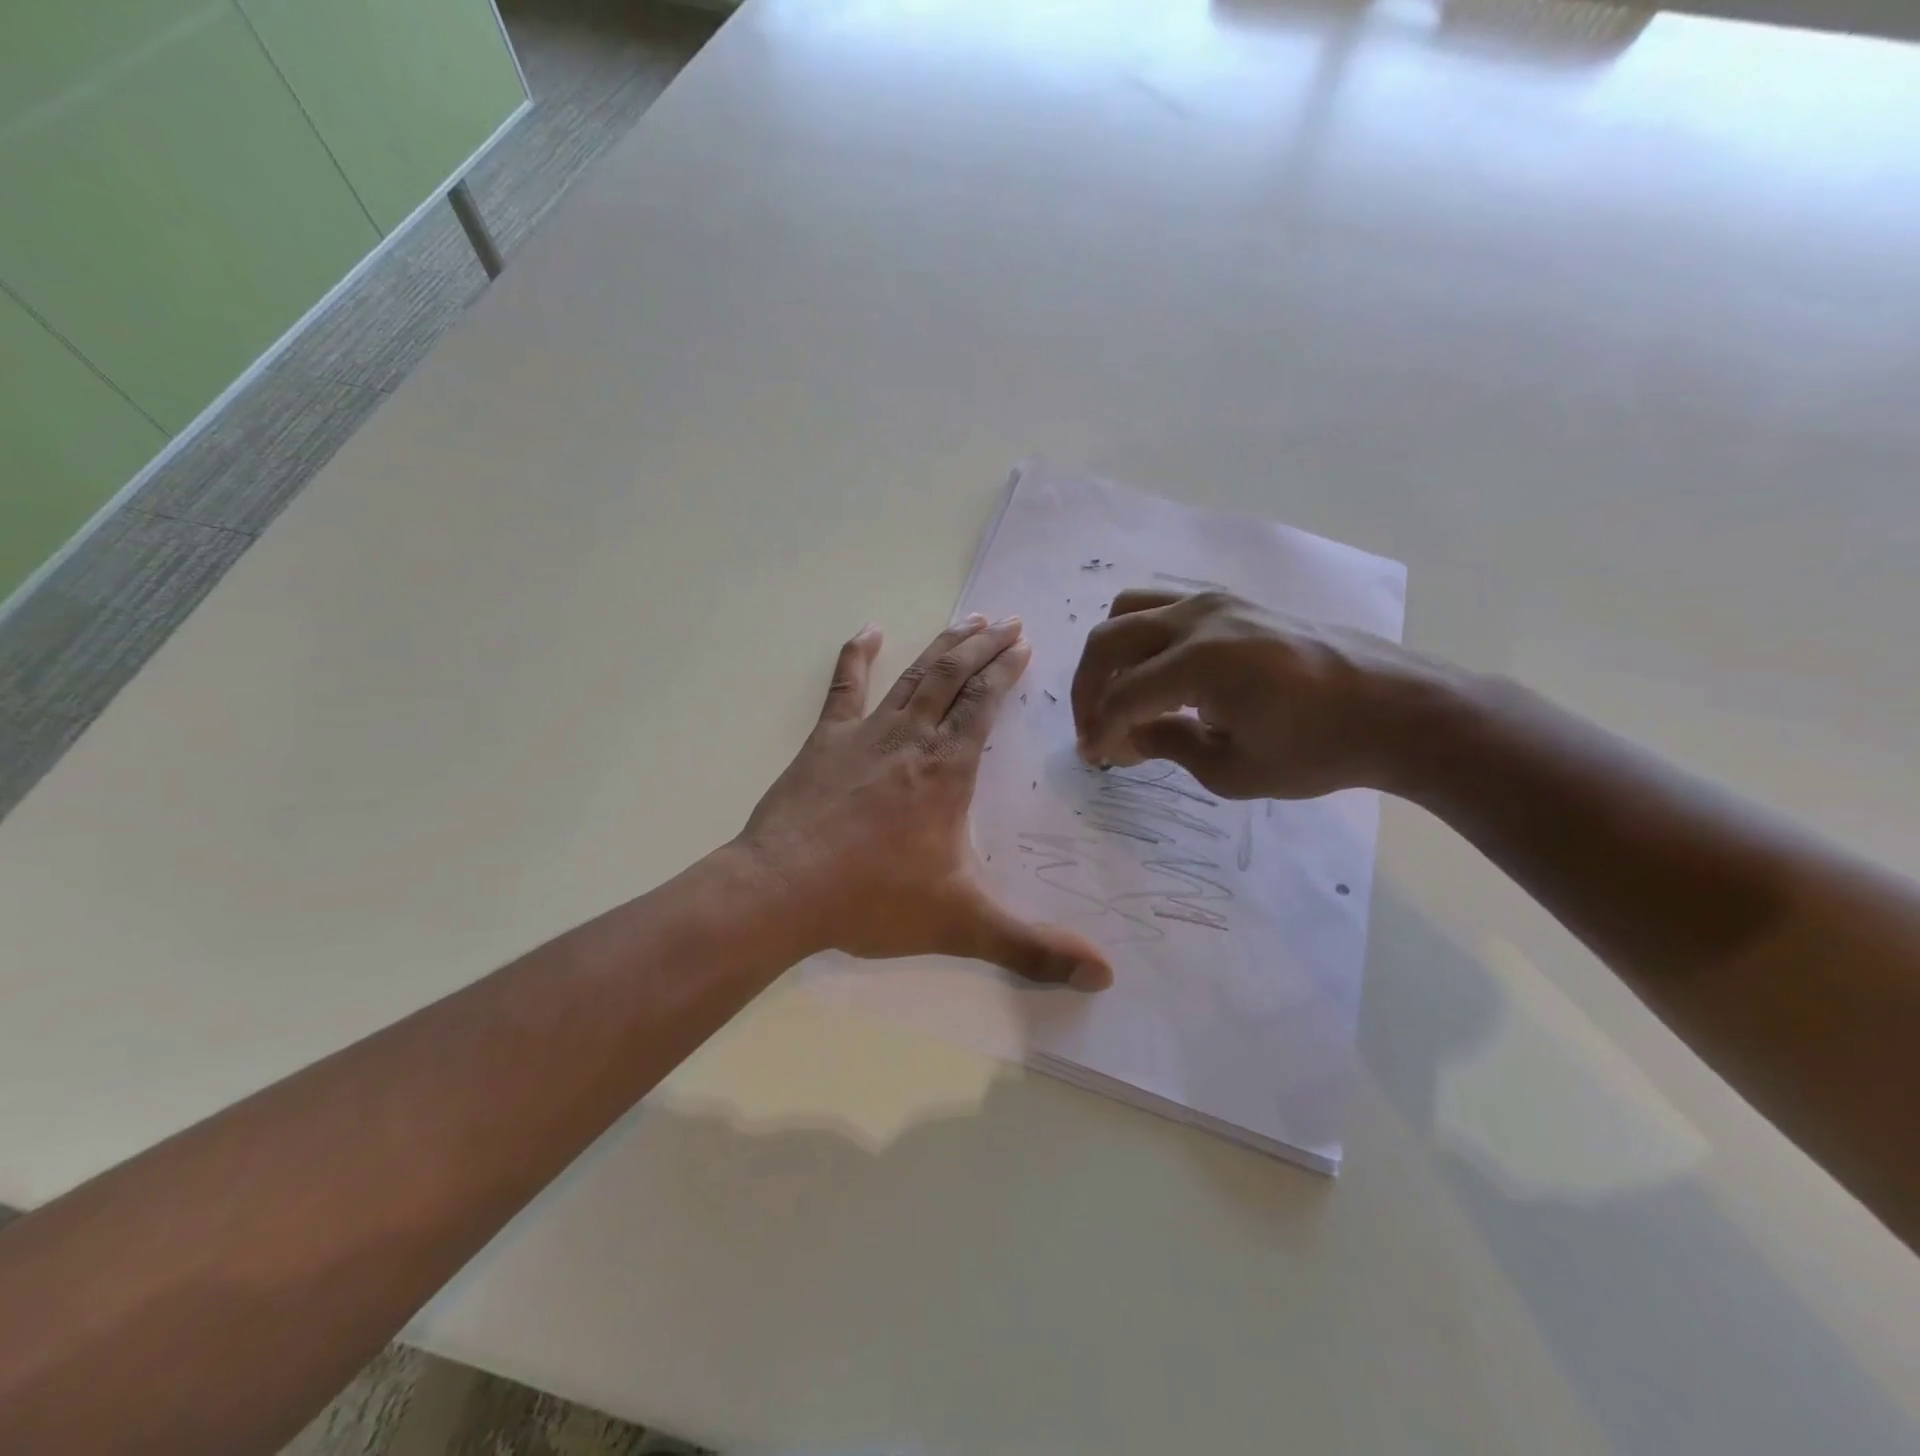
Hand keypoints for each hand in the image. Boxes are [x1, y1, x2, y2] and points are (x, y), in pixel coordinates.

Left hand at [739, 616, 1113, 988]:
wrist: (783, 891)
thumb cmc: (873, 900)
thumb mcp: (963, 925)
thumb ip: (1033, 949)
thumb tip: (1105, 976)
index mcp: (947, 770)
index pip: (984, 704)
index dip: (1006, 672)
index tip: (1024, 644)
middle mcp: (911, 739)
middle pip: (953, 678)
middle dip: (983, 646)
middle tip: (1005, 621)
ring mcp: (865, 734)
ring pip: (913, 677)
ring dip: (942, 647)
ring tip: (966, 620)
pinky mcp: (825, 741)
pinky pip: (845, 688)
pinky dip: (858, 656)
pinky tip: (870, 631)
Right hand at [1070, 589, 1438, 799]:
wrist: (1396, 708)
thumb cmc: (1319, 749)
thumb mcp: (1235, 771)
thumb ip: (1169, 746)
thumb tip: (1129, 736)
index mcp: (1200, 663)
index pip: (1122, 695)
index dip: (1100, 730)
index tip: (1094, 758)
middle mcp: (1199, 619)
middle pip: (1110, 639)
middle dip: (1089, 687)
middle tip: (1095, 727)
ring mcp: (1217, 602)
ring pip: (1130, 608)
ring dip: (1111, 652)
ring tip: (1120, 691)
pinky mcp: (1235, 601)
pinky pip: (1164, 604)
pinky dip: (1143, 634)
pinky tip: (1159, 670)